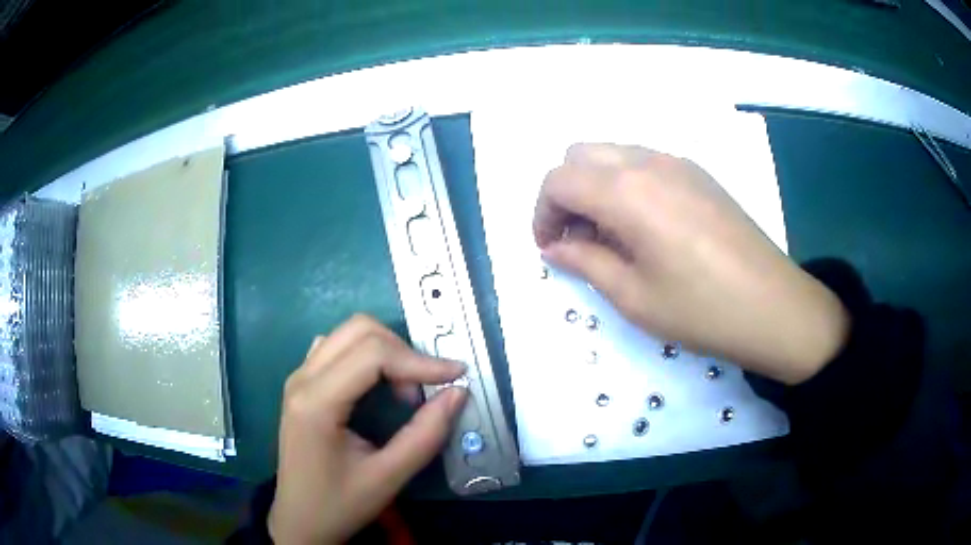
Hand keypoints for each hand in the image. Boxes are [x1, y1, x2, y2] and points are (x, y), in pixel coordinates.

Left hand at [268, 315, 467, 543]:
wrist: (299, 520)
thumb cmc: (340, 503)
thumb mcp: (388, 478)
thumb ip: (425, 435)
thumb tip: (458, 393)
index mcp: (317, 402)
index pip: (373, 354)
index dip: (419, 360)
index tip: (457, 375)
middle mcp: (302, 378)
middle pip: (359, 329)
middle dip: (402, 351)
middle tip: (424, 390)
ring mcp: (298, 377)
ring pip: (348, 333)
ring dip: (385, 350)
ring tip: (404, 391)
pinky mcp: (302, 384)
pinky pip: (336, 347)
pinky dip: (366, 354)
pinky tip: (376, 385)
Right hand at [534, 144, 849, 384]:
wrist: (773, 306)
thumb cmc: (701, 309)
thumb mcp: (633, 296)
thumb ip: (586, 262)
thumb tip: (555, 247)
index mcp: (626, 191)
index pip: (559, 180)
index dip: (542, 213)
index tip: (549, 247)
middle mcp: (647, 162)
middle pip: (581, 155)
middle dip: (565, 193)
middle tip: (577, 238)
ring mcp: (677, 163)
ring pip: (613, 154)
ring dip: (596, 186)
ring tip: (610, 235)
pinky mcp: (698, 173)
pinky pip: (644, 163)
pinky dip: (626, 184)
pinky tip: (645, 226)